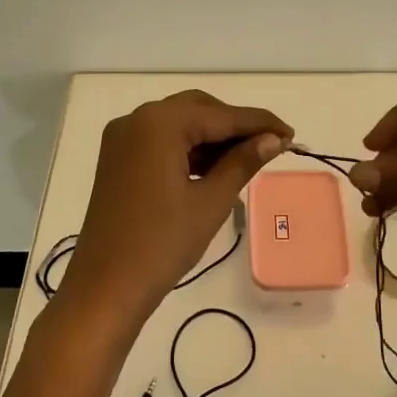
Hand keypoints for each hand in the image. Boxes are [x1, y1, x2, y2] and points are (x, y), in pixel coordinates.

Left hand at [59, 90, 290, 328]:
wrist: (106, 286)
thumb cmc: (162, 243)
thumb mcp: (211, 201)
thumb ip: (243, 162)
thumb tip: (273, 140)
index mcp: (159, 123)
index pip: (221, 115)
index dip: (259, 123)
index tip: (291, 134)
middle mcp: (137, 119)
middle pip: (198, 110)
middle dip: (234, 126)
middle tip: (270, 147)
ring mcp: (122, 139)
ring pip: (179, 124)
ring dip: (212, 138)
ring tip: (247, 160)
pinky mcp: (117, 159)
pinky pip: (161, 141)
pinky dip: (188, 149)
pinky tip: (214, 168)